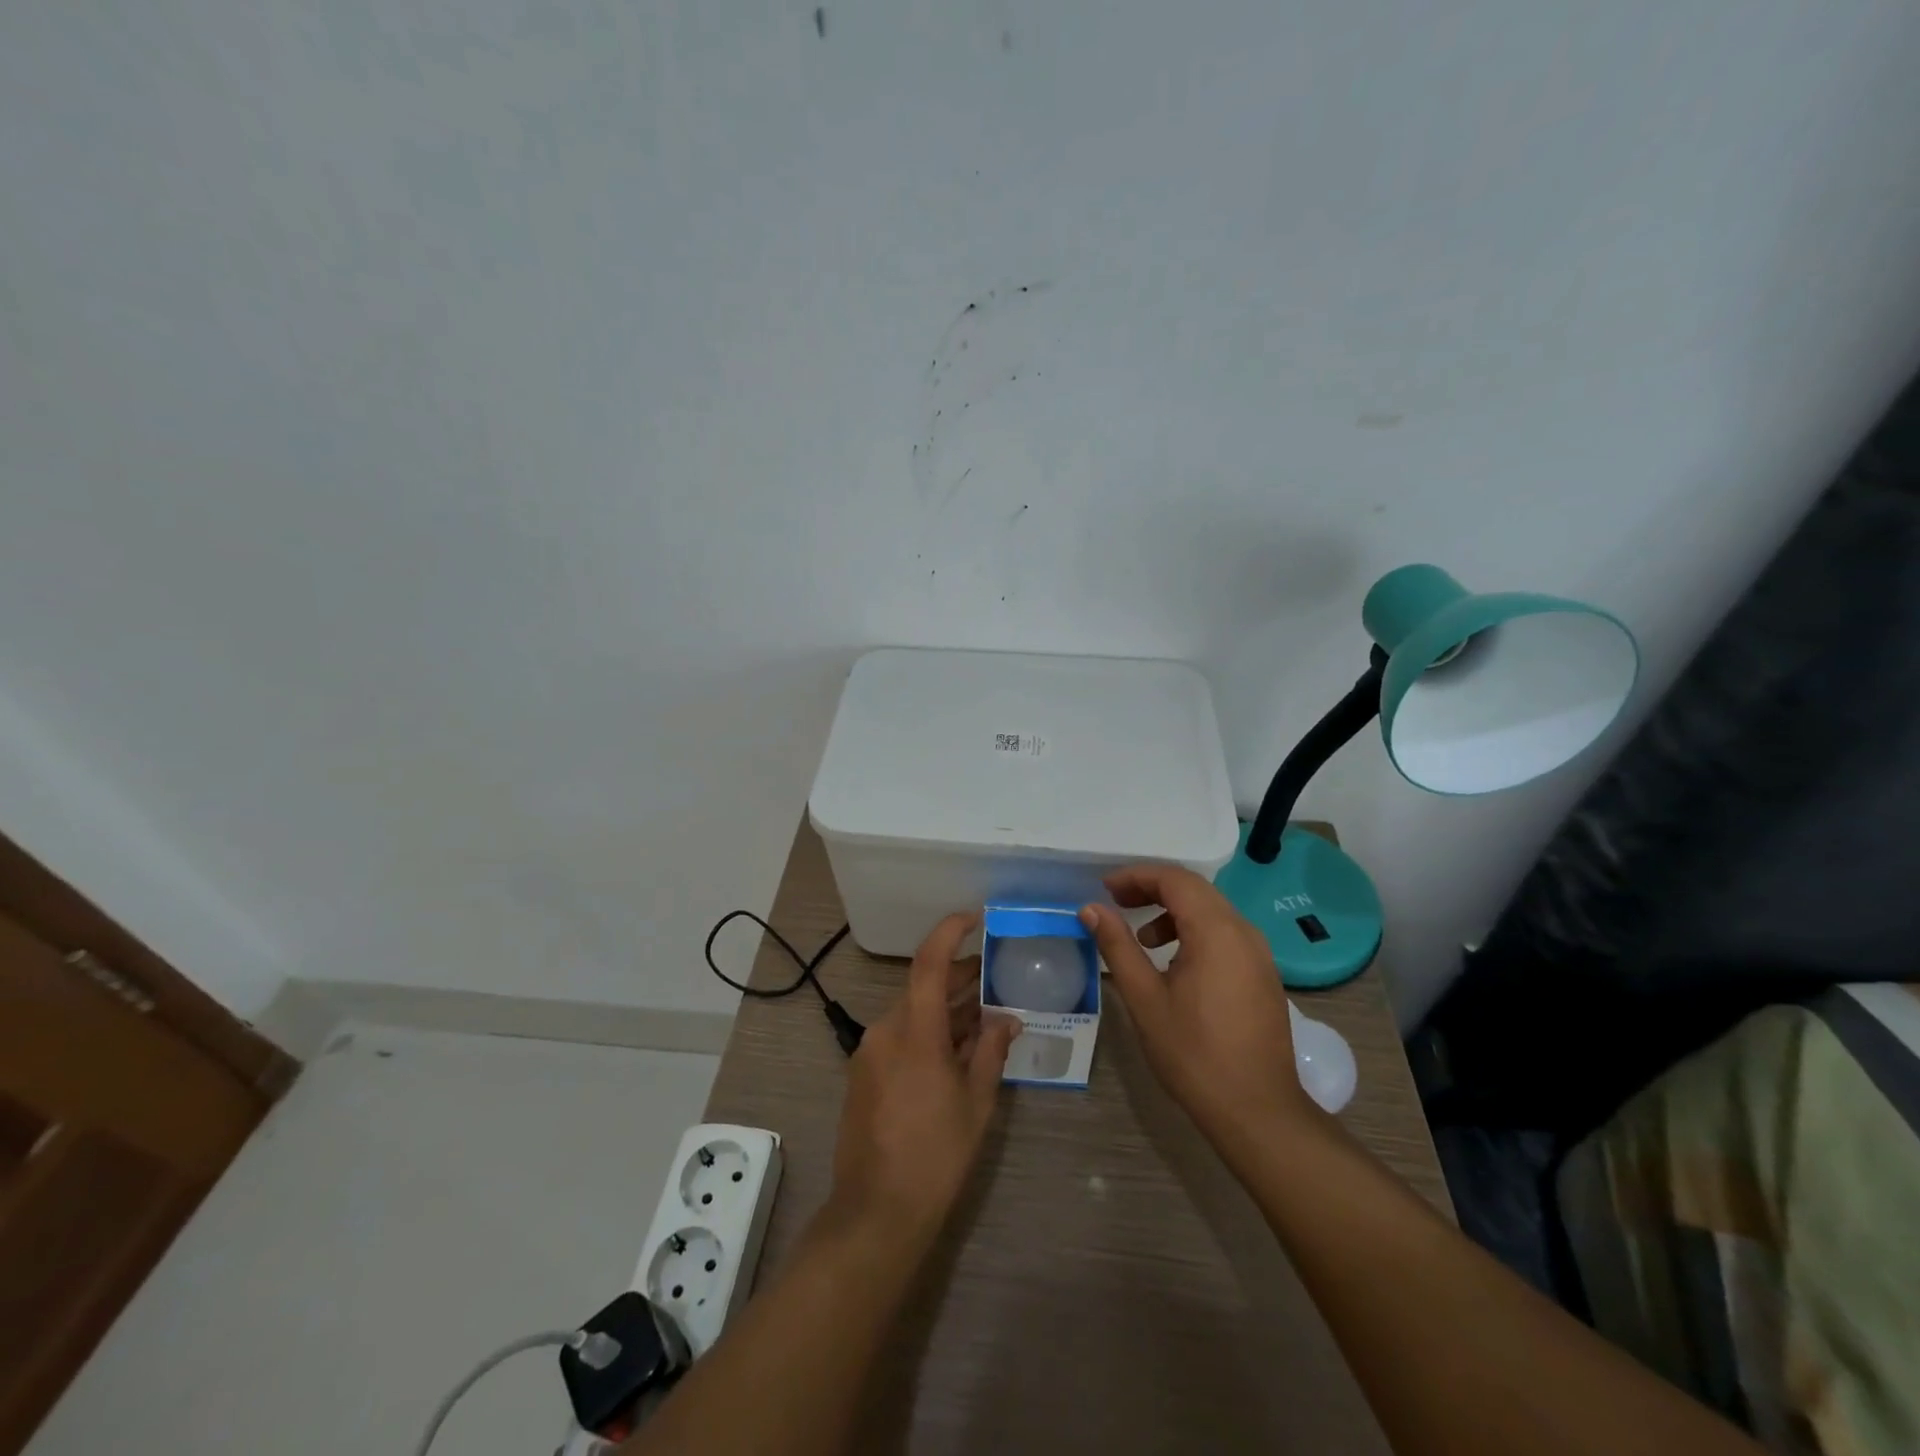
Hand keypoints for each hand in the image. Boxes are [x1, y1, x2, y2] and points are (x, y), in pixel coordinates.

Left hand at [828, 913, 1018, 1244]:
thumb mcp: (976, 1102)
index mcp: (914, 1030)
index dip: (950, 932)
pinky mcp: (864, 1072)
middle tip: (996, 975)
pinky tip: (955, 1049)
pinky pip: (900, 1036)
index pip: (929, 961)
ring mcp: (870, 1051)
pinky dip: (928, 1032)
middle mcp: (886, 1029)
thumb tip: (1007, 1019)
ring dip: (946, 1009)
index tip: (974, 918)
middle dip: (959, 978)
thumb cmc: (936, 1154)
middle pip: (923, 987)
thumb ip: (991, 1051)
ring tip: (984, 1014)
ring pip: (913, 1013)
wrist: (876, 1211)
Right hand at [1080, 866, 1313, 1152]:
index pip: (1175, 880)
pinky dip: (1194, 932)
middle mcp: (1243, 932)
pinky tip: (1174, 964)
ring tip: (1142, 938)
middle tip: (1116, 902)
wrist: (1257, 1111)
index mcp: (1216, 932)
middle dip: (1153, 889)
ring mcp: (1259, 954)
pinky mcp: (1263, 974)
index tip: (1105, 888)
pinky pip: (1225, 933)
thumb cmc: (1194, 1053)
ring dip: (1173, 911)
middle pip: (1195, 889)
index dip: (1137, 876)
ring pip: (1212, 911)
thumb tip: (1091, 909)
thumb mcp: (1145, 998)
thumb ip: (1117, 946)